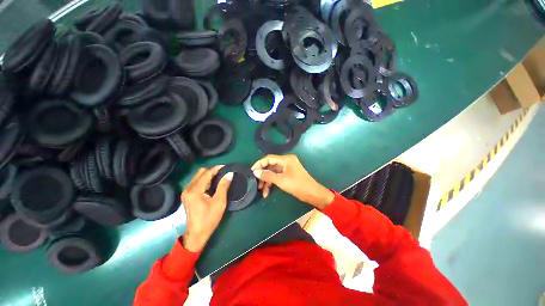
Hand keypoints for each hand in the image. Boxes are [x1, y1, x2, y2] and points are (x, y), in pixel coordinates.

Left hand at [181, 166, 232, 251]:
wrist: (196, 234)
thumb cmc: (209, 219)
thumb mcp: (219, 202)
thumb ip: (224, 186)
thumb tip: (230, 173)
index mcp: (195, 190)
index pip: (207, 173)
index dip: (217, 168)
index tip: (227, 167)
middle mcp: (188, 188)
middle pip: (201, 172)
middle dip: (213, 171)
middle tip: (224, 174)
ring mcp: (186, 191)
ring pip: (198, 176)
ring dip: (209, 175)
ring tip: (220, 179)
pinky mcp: (187, 195)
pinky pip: (197, 182)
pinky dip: (205, 180)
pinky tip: (212, 185)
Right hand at [251, 154, 334, 208]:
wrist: (313, 194)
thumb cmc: (297, 185)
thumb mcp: (281, 180)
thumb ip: (267, 175)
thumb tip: (255, 172)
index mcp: (285, 159)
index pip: (269, 158)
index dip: (259, 164)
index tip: (252, 172)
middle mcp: (286, 161)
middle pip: (270, 165)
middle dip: (263, 175)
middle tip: (257, 184)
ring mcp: (287, 167)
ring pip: (273, 172)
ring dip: (267, 181)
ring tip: (262, 191)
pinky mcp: (288, 174)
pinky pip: (277, 176)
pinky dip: (272, 182)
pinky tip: (267, 191)